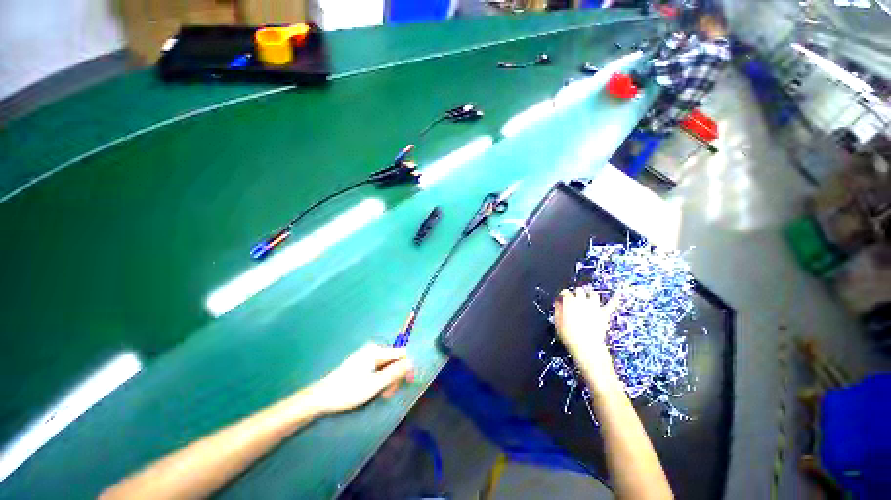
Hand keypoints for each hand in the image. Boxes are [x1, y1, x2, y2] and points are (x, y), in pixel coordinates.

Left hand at [305, 343, 414, 414]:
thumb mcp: (374, 384)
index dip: (407, 366)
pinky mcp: (362, 363)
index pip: (401, 352)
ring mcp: (367, 356)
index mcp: (376, 350)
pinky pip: (378, 368)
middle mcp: (373, 349)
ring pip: (387, 365)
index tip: (408, 382)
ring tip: (381, 395)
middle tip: (389, 393)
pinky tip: (375, 390)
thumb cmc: (348, 391)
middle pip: (394, 359)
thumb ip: (394, 372)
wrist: (322, 397)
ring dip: (388, 380)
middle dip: (395, 376)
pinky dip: (380, 379)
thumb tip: (412, 362)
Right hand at [554, 288, 619, 360]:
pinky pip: (611, 304)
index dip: (562, 295)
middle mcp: (582, 301)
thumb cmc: (569, 336)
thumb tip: (558, 302)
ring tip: (588, 297)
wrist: (587, 347)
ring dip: (590, 295)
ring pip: (593, 294)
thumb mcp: (557, 322)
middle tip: (574, 298)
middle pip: (579, 290)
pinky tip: (617, 294)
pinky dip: (614, 299)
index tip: (561, 299)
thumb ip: (557, 310)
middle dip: (576, 293)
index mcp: (569, 302)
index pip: (565, 292)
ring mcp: (594, 307)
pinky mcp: (604, 314)